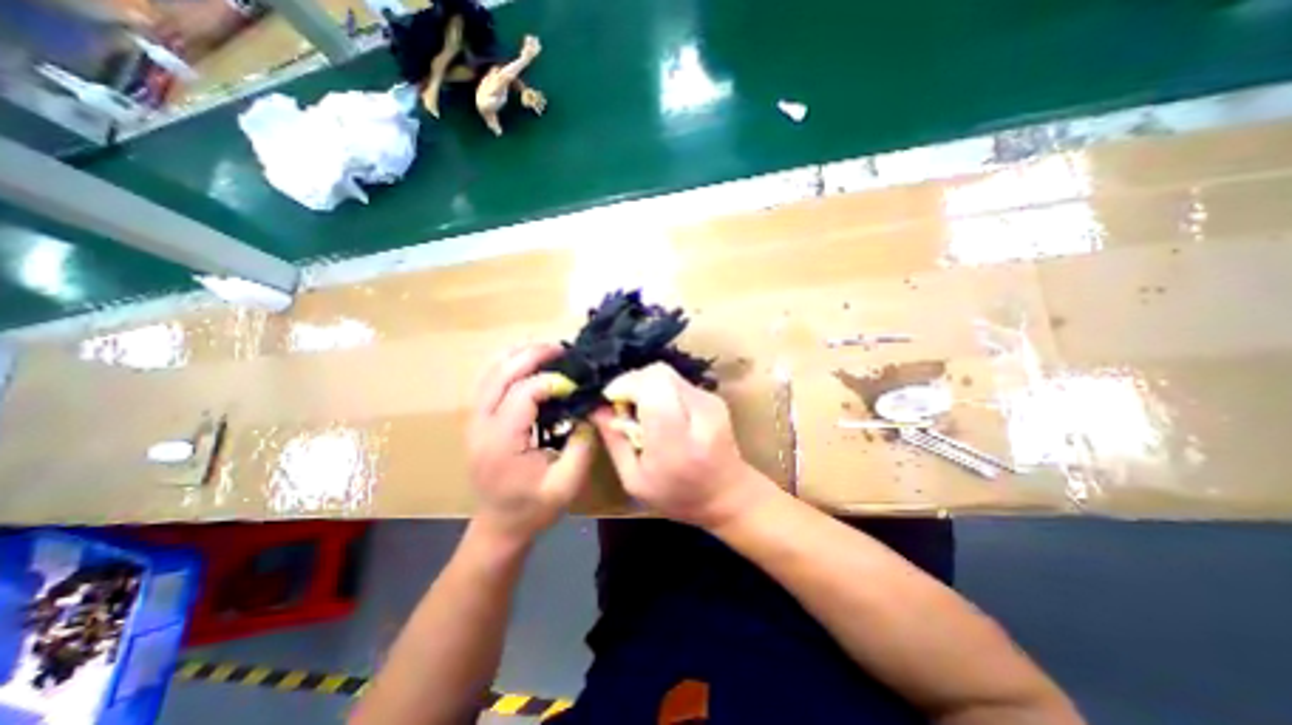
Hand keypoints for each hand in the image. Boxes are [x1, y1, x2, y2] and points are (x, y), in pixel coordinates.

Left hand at [472, 347, 601, 543]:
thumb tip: (590, 408)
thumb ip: (582, 445)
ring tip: (547, 349)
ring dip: (517, 355)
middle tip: (562, 349)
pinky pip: (487, 381)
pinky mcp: (476, 420)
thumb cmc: (533, 508)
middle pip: (501, 374)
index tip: (575, 383)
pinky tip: (526, 360)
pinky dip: (506, 364)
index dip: (552, 381)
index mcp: (501, 442)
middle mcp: (481, 425)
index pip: (523, 394)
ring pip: (489, 372)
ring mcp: (474, 421)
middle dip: (532, 355)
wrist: (499, 526)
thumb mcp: (566, 484)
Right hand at [591, 362, 776, 524]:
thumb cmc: (677, 496)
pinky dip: (661, 389)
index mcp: (676, 443)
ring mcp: (710, 401)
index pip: (652, 389)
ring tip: (642, 411)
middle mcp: (698, 414)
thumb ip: (614, 441)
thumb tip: (597, 407)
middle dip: (633, 382)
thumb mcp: (634, 480)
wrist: (728, 494)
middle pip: (659, 373)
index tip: (612, 401)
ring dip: (646, 385)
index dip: (626, 385)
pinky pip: (677, 380)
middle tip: (624, 405)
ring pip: (667, 372)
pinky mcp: (714, 396)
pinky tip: (661, 411)